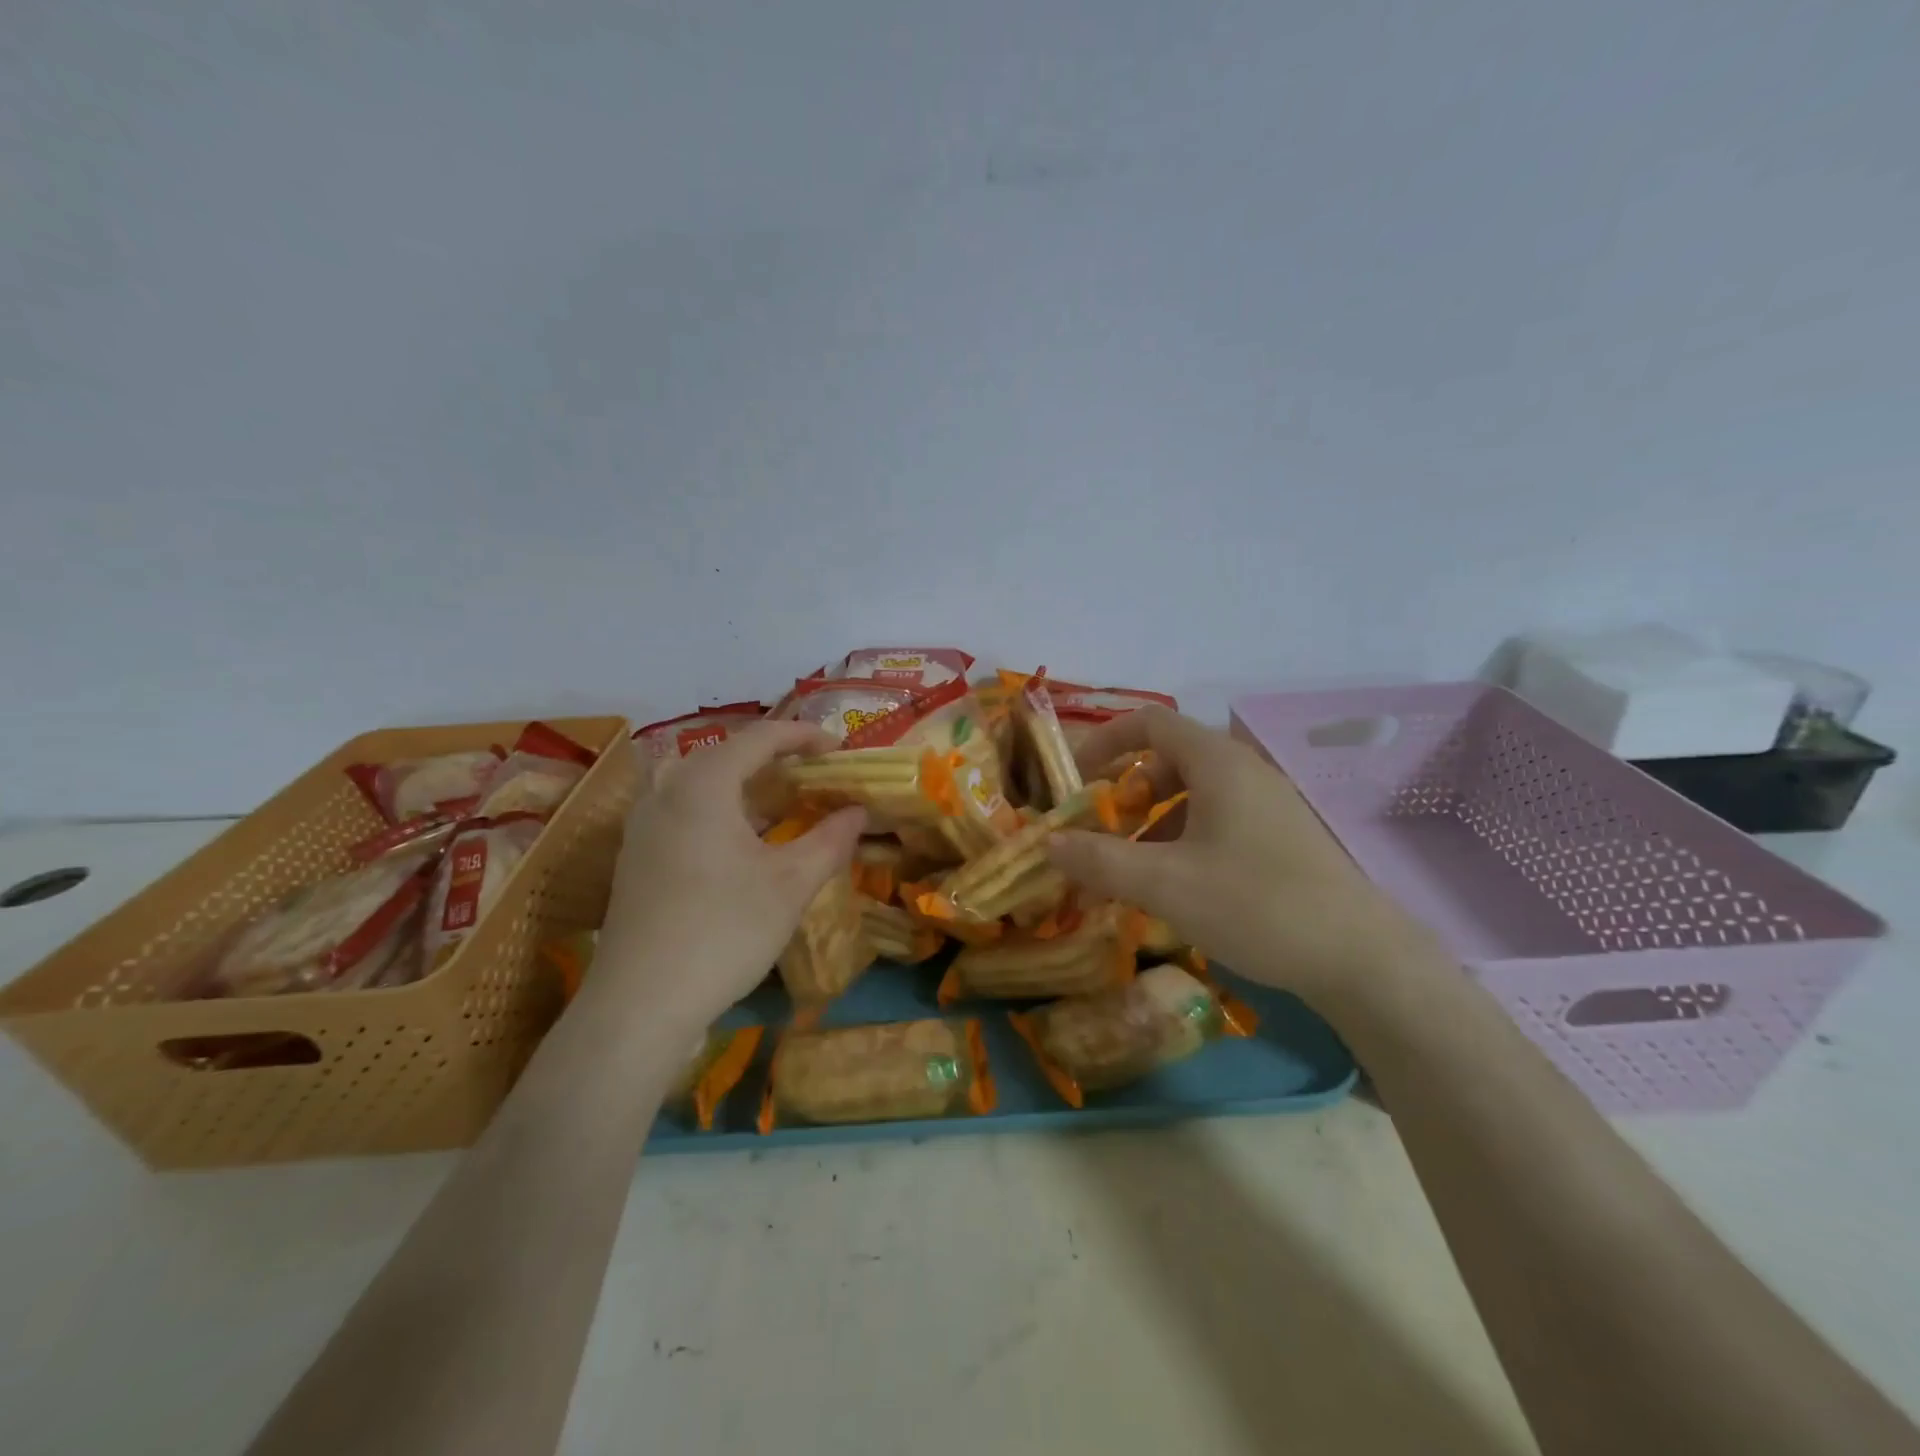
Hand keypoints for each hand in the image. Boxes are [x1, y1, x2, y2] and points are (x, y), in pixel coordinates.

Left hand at [594, 723, 864, 1027]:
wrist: (641, 1004)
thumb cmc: (724, 931)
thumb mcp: (791, 884)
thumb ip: (831, 839)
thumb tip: (859, 811)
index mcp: (703, 784)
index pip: (760, 737)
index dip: (804, 736)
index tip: (839, 749)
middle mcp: (666, 791)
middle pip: (726, 754)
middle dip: (774, 757)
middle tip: (814, 774)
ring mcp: (644, 824)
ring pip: (700, 781)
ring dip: (745, 783)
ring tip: (782, 801)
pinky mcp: (637, 855)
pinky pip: (684, 808)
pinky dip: (721, 807)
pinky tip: (743, 840)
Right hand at [1045, 707, 1437, 1005]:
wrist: (1360, 958)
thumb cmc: (1255, 904)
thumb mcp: (1165, 884)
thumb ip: (1100, 861)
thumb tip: (1048, 842)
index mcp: (1217, 763)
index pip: (1150, 722)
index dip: (1105, 741)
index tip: (1077, 778)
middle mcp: (1244, 771)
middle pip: (1170, 760)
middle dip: (1127, 792)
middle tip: (1103, 833)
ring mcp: (1268, 804)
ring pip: (1194, 795)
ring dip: (1154, 822)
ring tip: (1132, 869)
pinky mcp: (1281, 837)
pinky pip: (1218, 821)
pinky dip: (1183, 840)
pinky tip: (1177, 887)